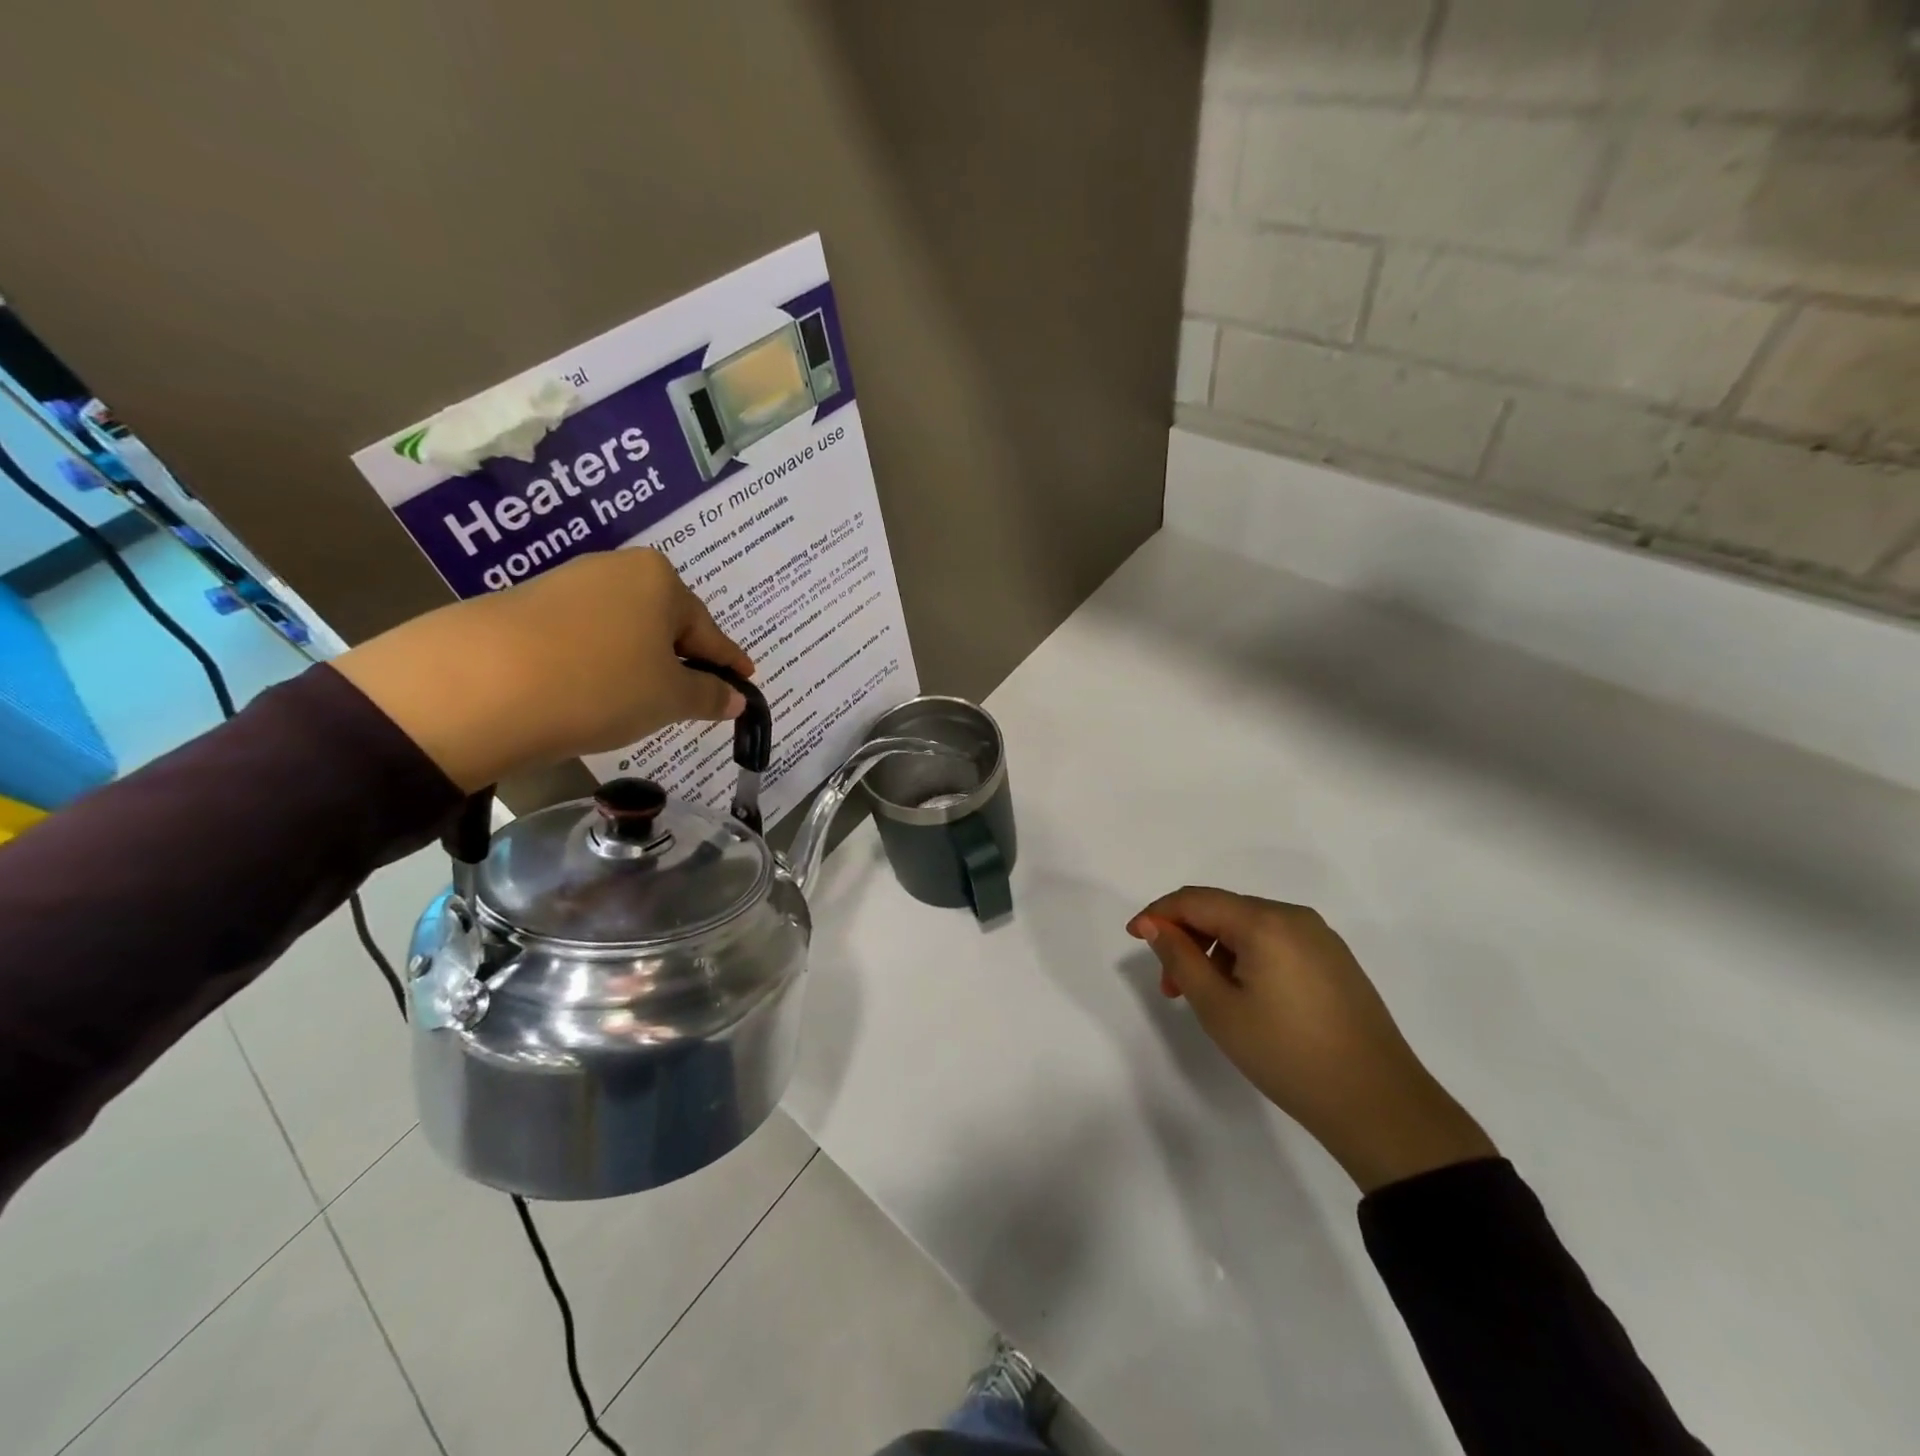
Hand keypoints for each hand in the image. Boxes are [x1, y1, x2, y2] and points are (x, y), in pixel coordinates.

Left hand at [334, 549, 753, 790]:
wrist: (477, 686)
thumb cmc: (600, 684)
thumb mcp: (669, 698)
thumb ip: (710, 696)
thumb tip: (737, 698)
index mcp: (659, 580)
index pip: (708, 630)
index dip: (729, 662)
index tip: (746, 681)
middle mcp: (615, 570)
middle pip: (665, 624)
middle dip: (681, 661)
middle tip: (691, 699)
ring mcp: (566, 585)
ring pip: (623, 631)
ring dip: (639, 664)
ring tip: (638, 702)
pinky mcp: (525, 607)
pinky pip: (585, 638)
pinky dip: (600, 664)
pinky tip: (592, 692)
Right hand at [1127, 886, 1495, 1192]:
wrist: (1379, 1104)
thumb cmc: (1287, 1054)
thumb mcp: (1219, 1008)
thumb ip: (1180, 958)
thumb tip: (1155, 925)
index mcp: (1265, 921)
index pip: (1196, 899)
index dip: (1158, 913)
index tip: (1132, 938)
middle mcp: (1294, 917)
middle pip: (1222, 909)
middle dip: (1186, 938)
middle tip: (1169, 985)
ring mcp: (1320, 938)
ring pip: (1248, 927)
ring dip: (1215, 952)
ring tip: (1204, 999)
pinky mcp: (1334, 961)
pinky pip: (1275, 943)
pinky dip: (1245, 959)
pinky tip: (1243, 997)